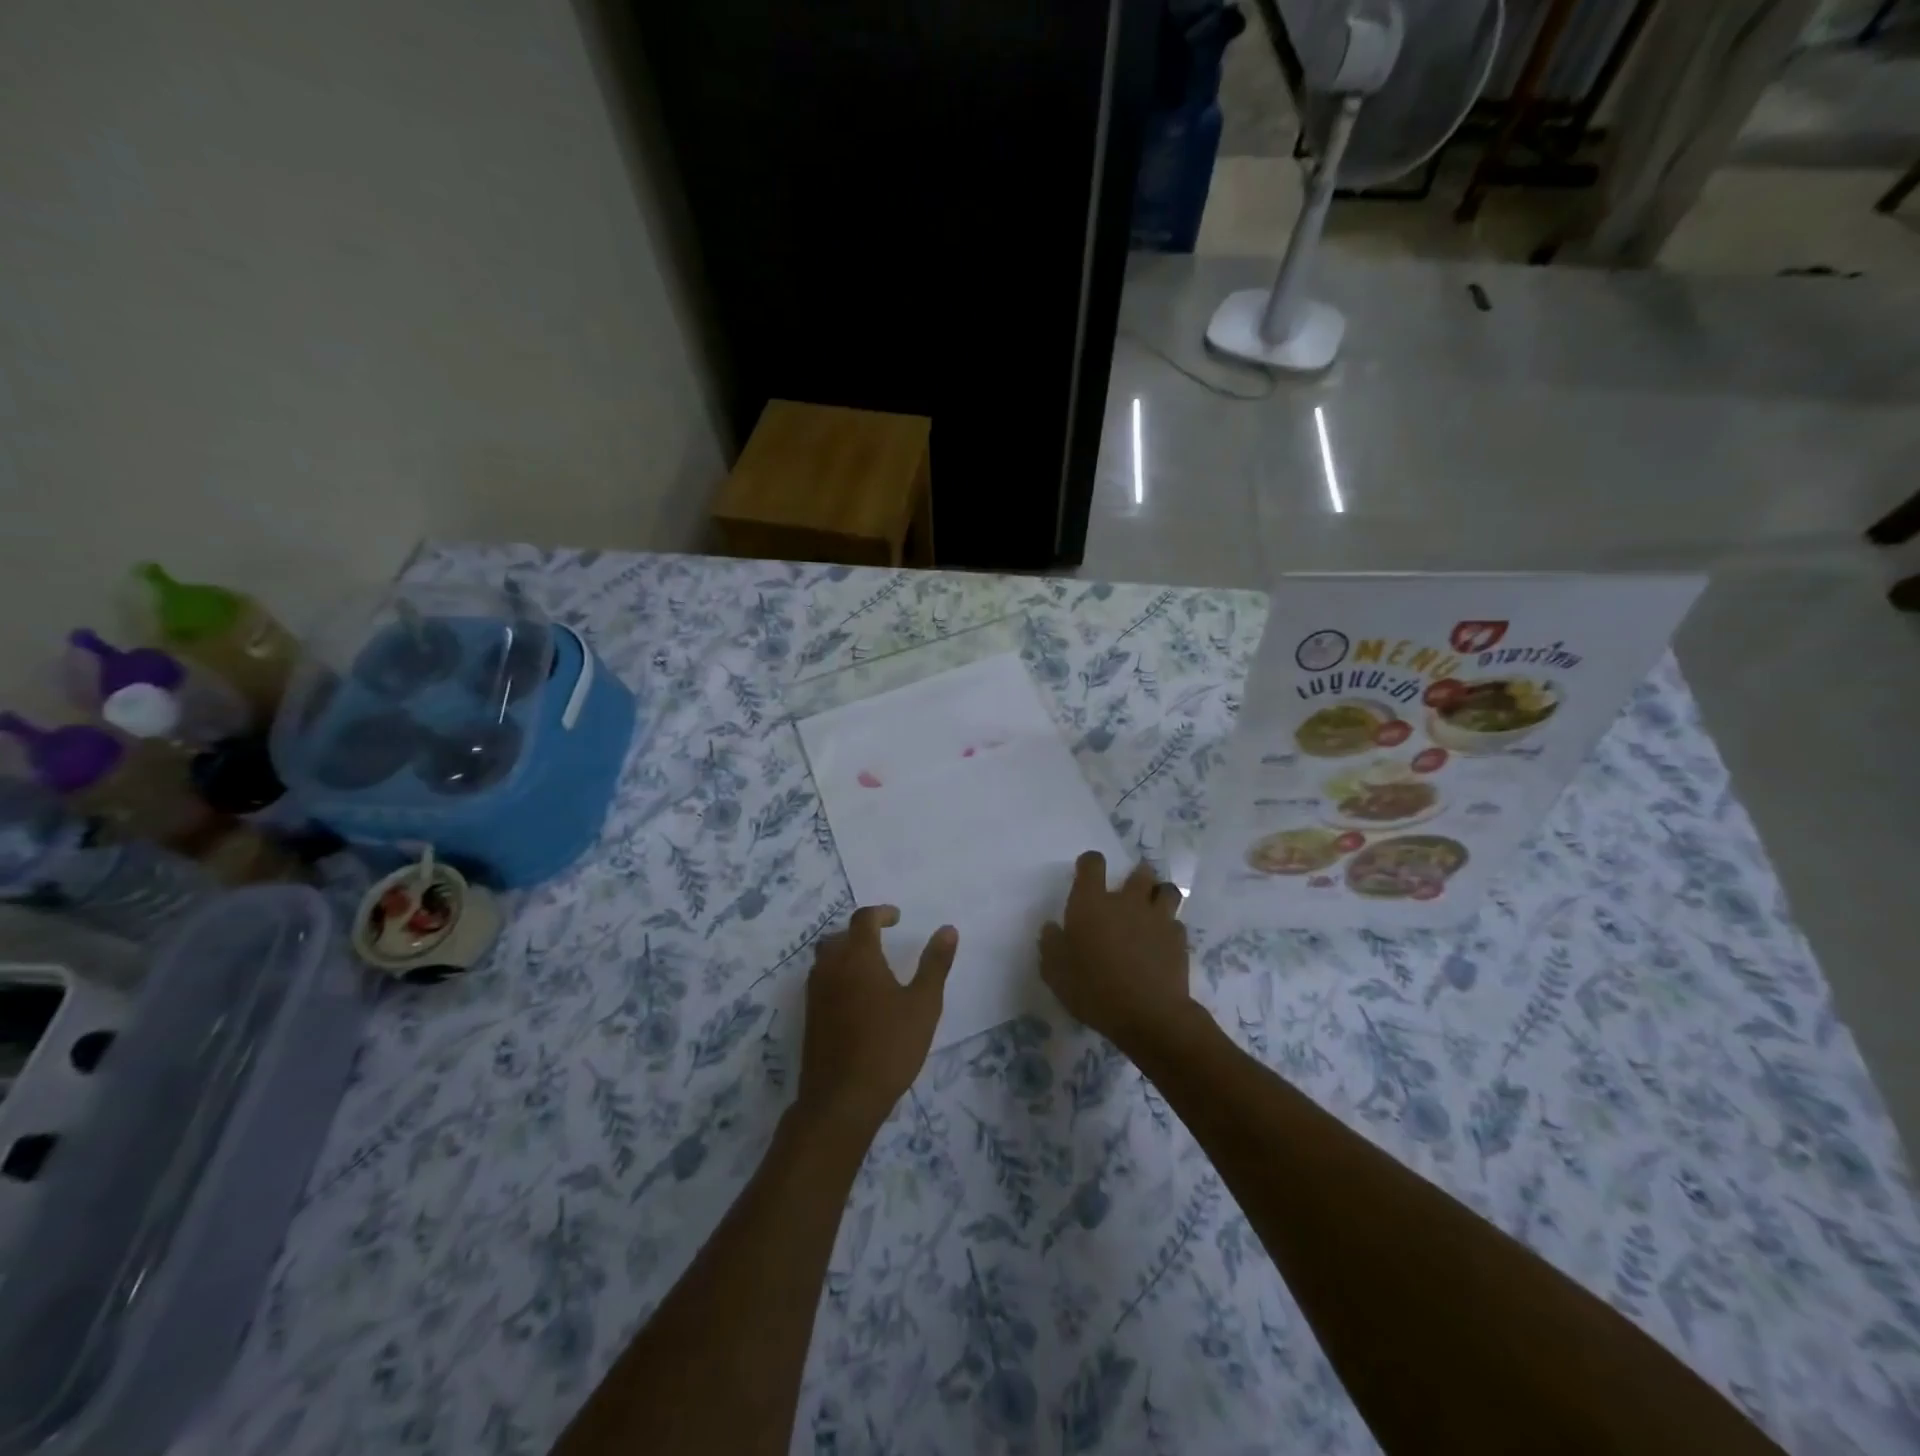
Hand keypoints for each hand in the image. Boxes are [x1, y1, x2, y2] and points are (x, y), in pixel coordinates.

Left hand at [798, 906, 957, 1133]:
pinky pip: (821, 981)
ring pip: (826, 958)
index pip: (864, 919)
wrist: (842, 1099)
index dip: (881, 913)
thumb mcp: (924, 1004)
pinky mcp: (809, 1017)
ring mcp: (815, 993)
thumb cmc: (889, 1047)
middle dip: (860, 932)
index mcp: (858, 957)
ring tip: (870, 968)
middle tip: (882, 940)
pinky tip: (856, 998)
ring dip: (845, 953)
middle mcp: (831, 967)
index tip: (897, 918)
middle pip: (839, 936)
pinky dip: (837, 976)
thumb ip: (935, 964)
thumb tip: (947, 930)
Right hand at [1040, 852, 1195, 1053]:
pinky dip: (1170, 928)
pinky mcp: (1179, 939)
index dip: (1090, 864)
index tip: (1087, 873)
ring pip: (1167, 891)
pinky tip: (1162, 942)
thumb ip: (1051, 945)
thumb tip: (1053, 928)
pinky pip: (1176, 923)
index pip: (1092, 864)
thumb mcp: (1055, 972)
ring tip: (1152, 908)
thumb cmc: (1093, 989)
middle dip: (1135, 876)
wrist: (1148, 1014)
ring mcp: (1157, 918)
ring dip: (1159, 894)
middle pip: (1139, 872)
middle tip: (1127, 893)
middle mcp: (1126, 901)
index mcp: (1091, 903)